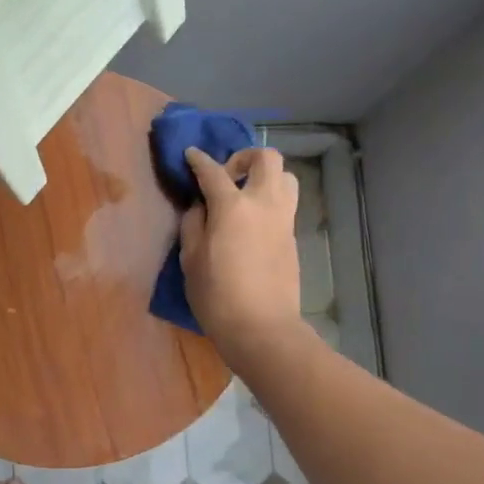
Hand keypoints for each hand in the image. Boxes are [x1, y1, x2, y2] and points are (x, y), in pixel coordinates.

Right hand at [179, 146, 302, 350]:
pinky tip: (253, 224)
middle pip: (266, 158)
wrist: (261, 328)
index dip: (199, 160)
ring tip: (246, 196)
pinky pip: (286, 205)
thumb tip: (200, 208)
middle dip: (245, 157)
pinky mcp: (293, 238)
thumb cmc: (217, 296)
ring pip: (286, 178)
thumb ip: (193, 225)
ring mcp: (283, 220)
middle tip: (228, 176)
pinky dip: (270, 202)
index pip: (212, 171)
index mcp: (232, 206)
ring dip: (266, 177)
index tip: (191, 155)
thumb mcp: (191, 259)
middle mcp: (263, 204)